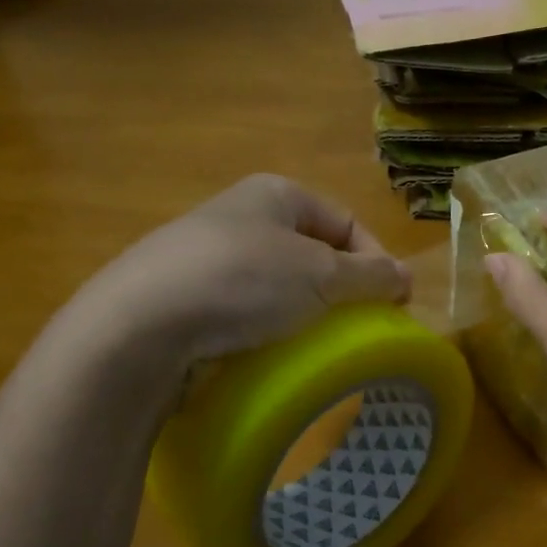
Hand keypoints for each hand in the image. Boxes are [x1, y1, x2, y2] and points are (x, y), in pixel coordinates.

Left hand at [74, 174, 410, 364]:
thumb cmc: (242, 282)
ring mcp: (209, 257)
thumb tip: (406, 277)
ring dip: (305, 313)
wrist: (139, 326)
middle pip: (314, 252)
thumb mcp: (321, 275)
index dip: (377, 259)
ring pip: (280, 284)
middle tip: (358, 329)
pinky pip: (245, 310)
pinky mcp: (187, 297)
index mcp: (276, 194)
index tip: (394, 305)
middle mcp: (242, 216)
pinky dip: (267, 329)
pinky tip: (270, 353)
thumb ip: (371, 275)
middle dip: (341, 290)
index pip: (346, 221)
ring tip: (317, 346)